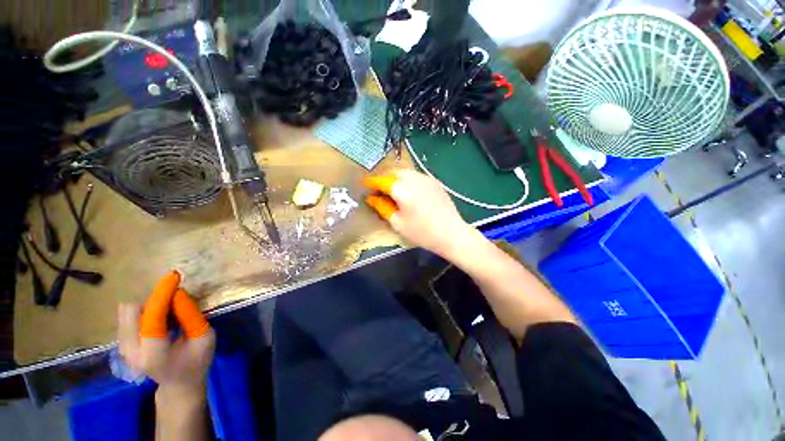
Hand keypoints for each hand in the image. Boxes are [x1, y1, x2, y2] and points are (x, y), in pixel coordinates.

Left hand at [118, 271, 214, 399]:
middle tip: (175, 302)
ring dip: (149, 304)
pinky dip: (145, 311)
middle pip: (131, 310)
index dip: (162, 294)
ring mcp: (122, 348)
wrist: (179, 384)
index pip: (152, 318)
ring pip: (127, 311)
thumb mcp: (205, 337)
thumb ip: (192, 316)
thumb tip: (179, 293)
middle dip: (154, 299)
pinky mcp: (122, 343)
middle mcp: (131, 351)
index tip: (174, 277)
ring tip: (169, 314)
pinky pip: (128, 316)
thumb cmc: (197, 361)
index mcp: (154, 354)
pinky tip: (160, 320)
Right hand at [364, 169, 470, 256]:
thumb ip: (383, 208)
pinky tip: (407, 189)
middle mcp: (414, 179)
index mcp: (403, 190)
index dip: (372, 182)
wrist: (451, 234)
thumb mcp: (398, 223)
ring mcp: (426, 178)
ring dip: (395, 177)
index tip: (365, 185)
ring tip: (391, 189)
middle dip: (383, 177)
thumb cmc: (422, 233)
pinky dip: (407, 179)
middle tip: (378, 188)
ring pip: (405, 171)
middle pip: (394, 171)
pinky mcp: (434, 181)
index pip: (382, 180)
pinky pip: (416, 175)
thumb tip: (372, 198)